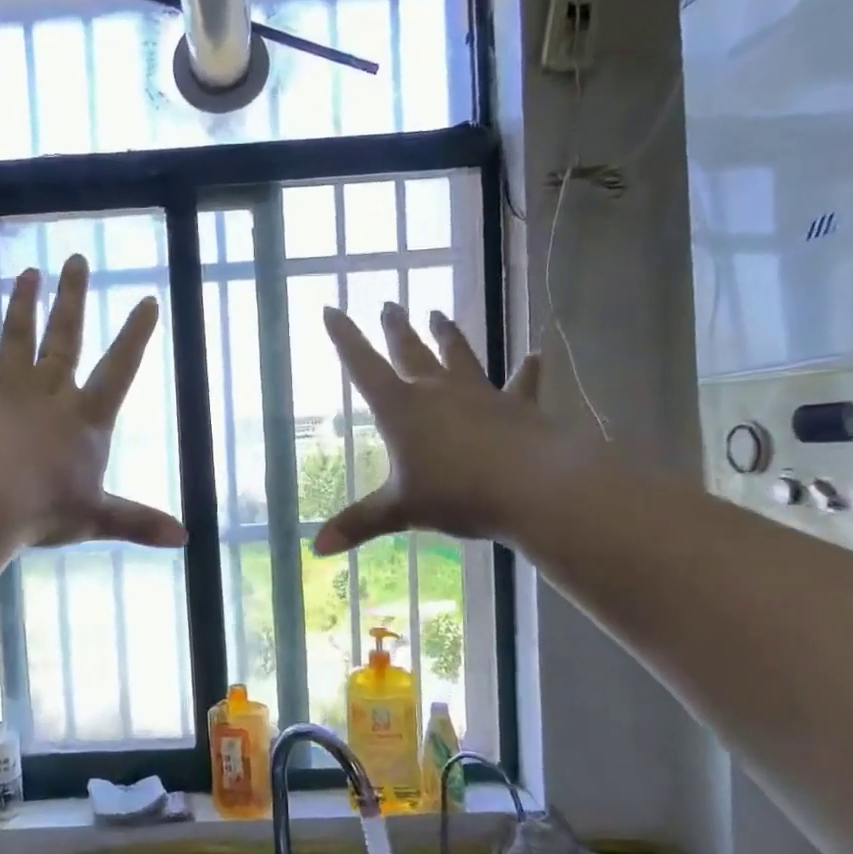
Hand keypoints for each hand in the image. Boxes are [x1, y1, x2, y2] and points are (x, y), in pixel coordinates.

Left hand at [0, 255, 186, 549]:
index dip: (134, 337)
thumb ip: (139, 522)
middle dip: (72, 300)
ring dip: (20, 307)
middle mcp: (48, 395)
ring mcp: (5, 394)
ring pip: (14, 340)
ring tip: (26, 273)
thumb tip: (185, 539)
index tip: (146, 300)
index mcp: (85, 418)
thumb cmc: (47, 507)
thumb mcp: (99, 517)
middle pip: (64, 339)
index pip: (118, 369)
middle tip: (76, 260)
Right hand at [313, 303, 553, 554]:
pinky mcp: (517, 406)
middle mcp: (437, 392)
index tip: (331, 309)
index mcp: (401, 410)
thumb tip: (316, 549)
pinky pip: (521, 384)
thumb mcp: (400, 511)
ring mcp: (479, 395)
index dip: (344, 338)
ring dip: (447, 335)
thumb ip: (359, 524)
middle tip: (389, 304)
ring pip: (459, 357)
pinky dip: (527, 371)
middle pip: (411, 352)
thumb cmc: (457, 494)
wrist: (532, 487)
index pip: (363, 366)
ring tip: (438, 314)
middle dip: (396, 330)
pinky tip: (536, 355)